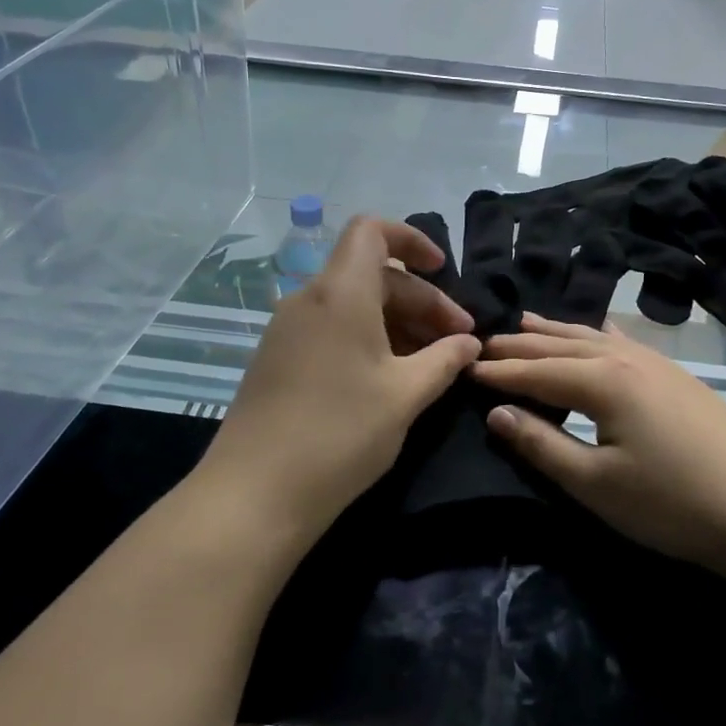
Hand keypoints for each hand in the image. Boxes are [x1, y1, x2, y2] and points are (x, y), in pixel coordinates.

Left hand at [200, 217, 480, 547]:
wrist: (255, 493)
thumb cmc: (341, 433)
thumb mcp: (406, 395)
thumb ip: (444, 360)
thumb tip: (469, 344)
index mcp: (340, 293)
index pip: (371, 231)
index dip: (412, 239)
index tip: (444, 271)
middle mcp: (309, 300)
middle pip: (372, 274)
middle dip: (421, 299)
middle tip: (457, 342)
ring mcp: (288, 330)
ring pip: (352, 304)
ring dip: (397, 322)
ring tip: (431, 363)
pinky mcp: (278, 358)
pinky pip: (331, 328)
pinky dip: (367, 338)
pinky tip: (390, 378)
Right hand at [473, 316, 725, 586]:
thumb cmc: (671, 504)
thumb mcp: (596, 484)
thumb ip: (541, 445)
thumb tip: (496, 412)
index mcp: (602, 381)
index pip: (536, 370)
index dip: (498, 372)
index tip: (463, 367)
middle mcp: (627, 359)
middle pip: (561, 345)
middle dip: (520, 345)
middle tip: (484, 342)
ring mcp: (657, 364)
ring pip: (594, 337)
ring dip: (556, 332)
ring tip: (526, 322)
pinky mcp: (677, 377)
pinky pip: (623, 342)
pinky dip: (596, 335)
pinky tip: (597, 331)